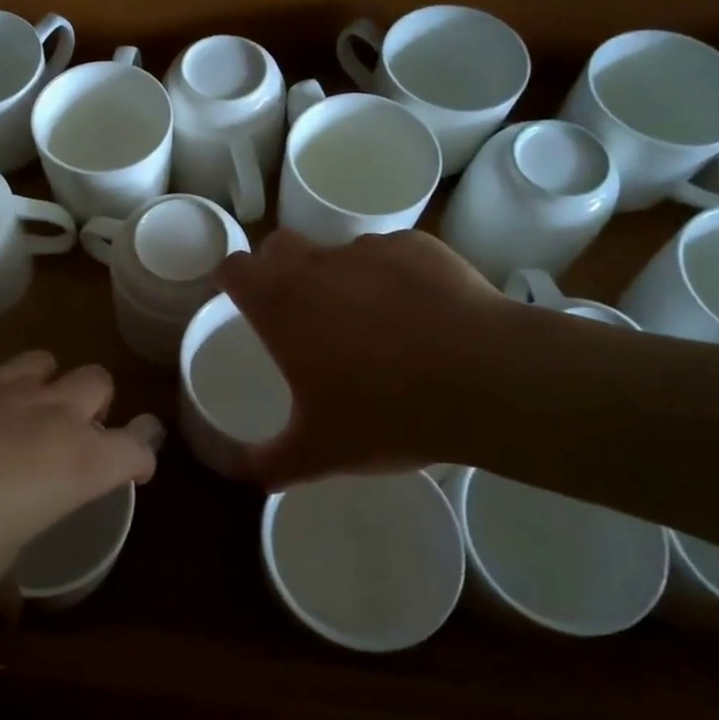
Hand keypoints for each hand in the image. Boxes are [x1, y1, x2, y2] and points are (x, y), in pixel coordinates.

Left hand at [0, 353, 160, 606]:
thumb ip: (7, 585)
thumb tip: (9, 609)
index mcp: (75, 464)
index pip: (135, 448)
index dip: (139, 458)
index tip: (133, 471)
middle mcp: (51, 412)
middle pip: (99, 383)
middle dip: (96, 406)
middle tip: (71, 435)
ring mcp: (5, 383)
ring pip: (49, 361)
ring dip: (47, 385)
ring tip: (21, 413)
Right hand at [215, 229, 533, 488]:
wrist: (487, 380)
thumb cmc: (388, 414)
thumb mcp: (320, 453)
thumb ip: (270, 463)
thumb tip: (243, 473)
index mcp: (281, 303)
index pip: (233, 268)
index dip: (231, 282)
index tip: (241, 303)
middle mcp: (317, 264)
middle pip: (279, 246)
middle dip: (279, 270)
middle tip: (301, 314)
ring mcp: (370, 249)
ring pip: (338, 252)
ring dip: (340, 277)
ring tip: (373, 323)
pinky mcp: (419, 246)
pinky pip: (391, 255)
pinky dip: (393, 277)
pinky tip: (421, 316)